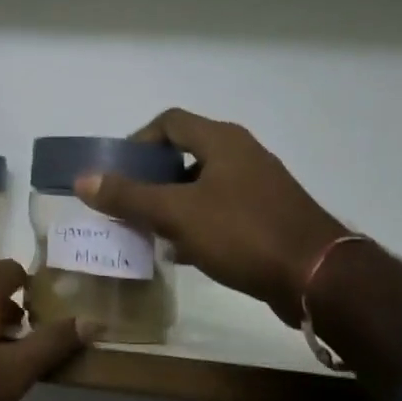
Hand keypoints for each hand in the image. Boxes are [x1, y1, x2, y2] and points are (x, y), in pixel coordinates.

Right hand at [74, 109, 347, 324]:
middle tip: (127, 203)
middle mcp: (242, 154)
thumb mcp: (177, 214)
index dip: (138, 141)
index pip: (169, 122)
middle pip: (185, 153)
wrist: (318, 278)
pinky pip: (221, 210)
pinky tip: (182, 252)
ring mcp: (259, 186)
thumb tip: (83, 179)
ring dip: (172, 203)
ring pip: (202, 185)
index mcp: (222, 141)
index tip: (118, 172)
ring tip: (148, 230)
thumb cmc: (243, 233)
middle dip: (151, 177)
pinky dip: (196, 223)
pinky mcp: (269, 217)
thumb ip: (128, 196)